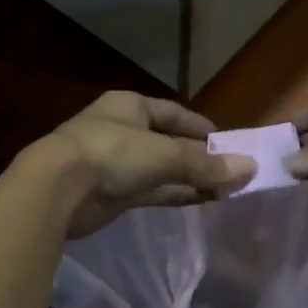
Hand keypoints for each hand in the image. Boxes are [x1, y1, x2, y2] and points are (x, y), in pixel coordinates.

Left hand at [45, 91, 253, 236]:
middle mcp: (123, 131)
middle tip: (232, 171)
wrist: (58, 188)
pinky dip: (174, 194)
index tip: (227, 143)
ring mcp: (115, 164)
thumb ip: (206, 164)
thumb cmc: (112, 153)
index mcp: (130, 106)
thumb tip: (249, 168)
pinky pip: (151, 190)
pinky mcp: (112, 193)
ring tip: (224, 190)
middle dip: (198, 157)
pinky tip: (201, 200)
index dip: (200, 127)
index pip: (173, 113)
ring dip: (190, 178)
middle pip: (169, 142)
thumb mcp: (164, 154)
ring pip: (161, 169)